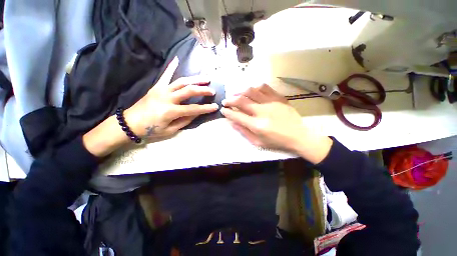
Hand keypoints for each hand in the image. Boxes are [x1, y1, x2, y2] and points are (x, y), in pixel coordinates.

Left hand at [125, 57, 218, 138]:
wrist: (130, 123)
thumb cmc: (151, 130)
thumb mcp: (170, 130)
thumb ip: (185, 121)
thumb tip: (197, 113)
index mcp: (170, 111)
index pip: (193, 109)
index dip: (206, 108)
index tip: (215, 106)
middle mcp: (167, 98)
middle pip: (189, 91)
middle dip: (203, 90)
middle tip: (212, 90)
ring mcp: (161, 90)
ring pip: (181, 82)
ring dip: (195, 79)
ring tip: (205, 78)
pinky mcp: (156, 87)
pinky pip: (165, 75)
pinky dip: (171, 67)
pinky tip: (177, 59)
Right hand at [220, 84, 332, 163]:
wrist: (298, 136)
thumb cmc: (277, 141)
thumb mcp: (258, 142)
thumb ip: (244, 132)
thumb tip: (232, 123)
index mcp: (257, 125)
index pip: (237, 116)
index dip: (227, 112)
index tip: (223, 110)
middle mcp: (262, 111)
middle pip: (241, 101)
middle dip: (230, 100)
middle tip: (226, 101)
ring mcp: (271, 102)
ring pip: (251, 91)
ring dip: (240, 92)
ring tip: (236, 95)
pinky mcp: (278, 98)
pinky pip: (264, 87)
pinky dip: (255, 87)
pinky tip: (251, 91)